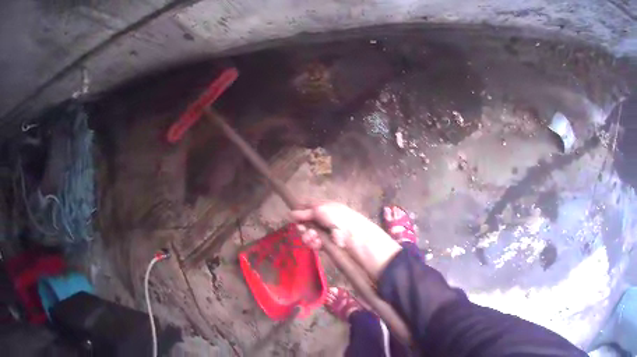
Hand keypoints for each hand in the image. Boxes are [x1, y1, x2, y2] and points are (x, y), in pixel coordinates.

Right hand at [291, 202, 401, 278]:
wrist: (353, 236)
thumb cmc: (337, 218)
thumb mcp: (319, 210)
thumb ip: (304, 213)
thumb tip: (289, 213)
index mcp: (323, 207)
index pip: (306, 208)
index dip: (298, 212)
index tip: (292, 217)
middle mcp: (322, 219)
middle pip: (305, 223)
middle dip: (302, 227)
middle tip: (303, 229)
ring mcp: (324, 232)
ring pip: (308, 234)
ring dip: (308, 236)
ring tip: (313, 237)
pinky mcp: (326, 244)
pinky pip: (314, 244)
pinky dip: (314, 244)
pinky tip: (317, 244)